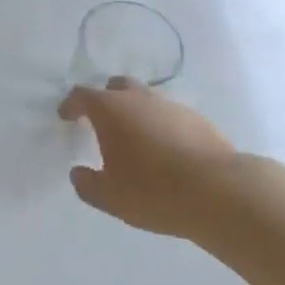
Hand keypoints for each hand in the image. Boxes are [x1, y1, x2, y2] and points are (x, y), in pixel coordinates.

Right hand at [59, 79, 244, 239]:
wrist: (218, 191)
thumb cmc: (153, 191)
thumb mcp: (110, 197)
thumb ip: (87, 184)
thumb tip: (78, 173)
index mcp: (111, 110)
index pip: (82, 95)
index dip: (71, 105)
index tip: (66, 116)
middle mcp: (139, 98)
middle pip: (117, 87)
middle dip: (106, 99)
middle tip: (102, 121)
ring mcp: (171, 106)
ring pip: (146, 100)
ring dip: (137, 113)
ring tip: (137, 140)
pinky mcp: (198, 119)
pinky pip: (170, 116)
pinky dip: (161, 126)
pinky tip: (166, 151)